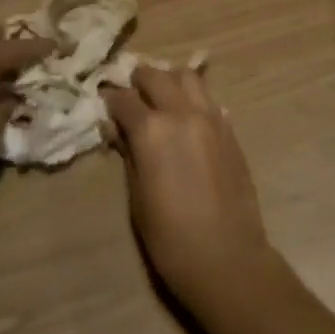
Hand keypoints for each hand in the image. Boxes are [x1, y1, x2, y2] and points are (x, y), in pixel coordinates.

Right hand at [103, 65, 277, 315]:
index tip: (104, 104)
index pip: (124, 98)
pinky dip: (193, 99)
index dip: (110, 99)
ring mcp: (211, 118)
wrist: (227, 257)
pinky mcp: (230, 130)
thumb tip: (115, 129)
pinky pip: (208, 99)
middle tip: (130, 95)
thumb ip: (128, 153)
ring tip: (160, 98)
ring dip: (169, 80)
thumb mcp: (137, 196)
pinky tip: (186, 118)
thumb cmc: (170, 236)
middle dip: (138, 80)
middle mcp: (182, 113)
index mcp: (152, 130)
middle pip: (155, 75)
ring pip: (187, 77)